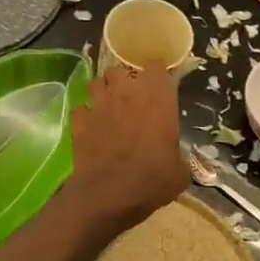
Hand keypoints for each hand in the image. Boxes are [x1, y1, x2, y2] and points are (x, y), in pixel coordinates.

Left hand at [59, 64, 188, 236]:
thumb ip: (179, 155)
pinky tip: (90, 126)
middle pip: (121, 69)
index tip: (159, 87)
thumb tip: (177, 159)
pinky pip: (80, 108)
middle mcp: (126, 93)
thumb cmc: (152, 180)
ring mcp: (99, 104)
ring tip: (107, 106)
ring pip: (96, 82)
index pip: (156, 66)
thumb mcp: (180, 172)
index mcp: (157, 98)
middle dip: (124, 80)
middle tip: (131, 98)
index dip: (157, 75)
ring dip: (102, 91)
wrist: (109, 194)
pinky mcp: (79, 121)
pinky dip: (85, 115)